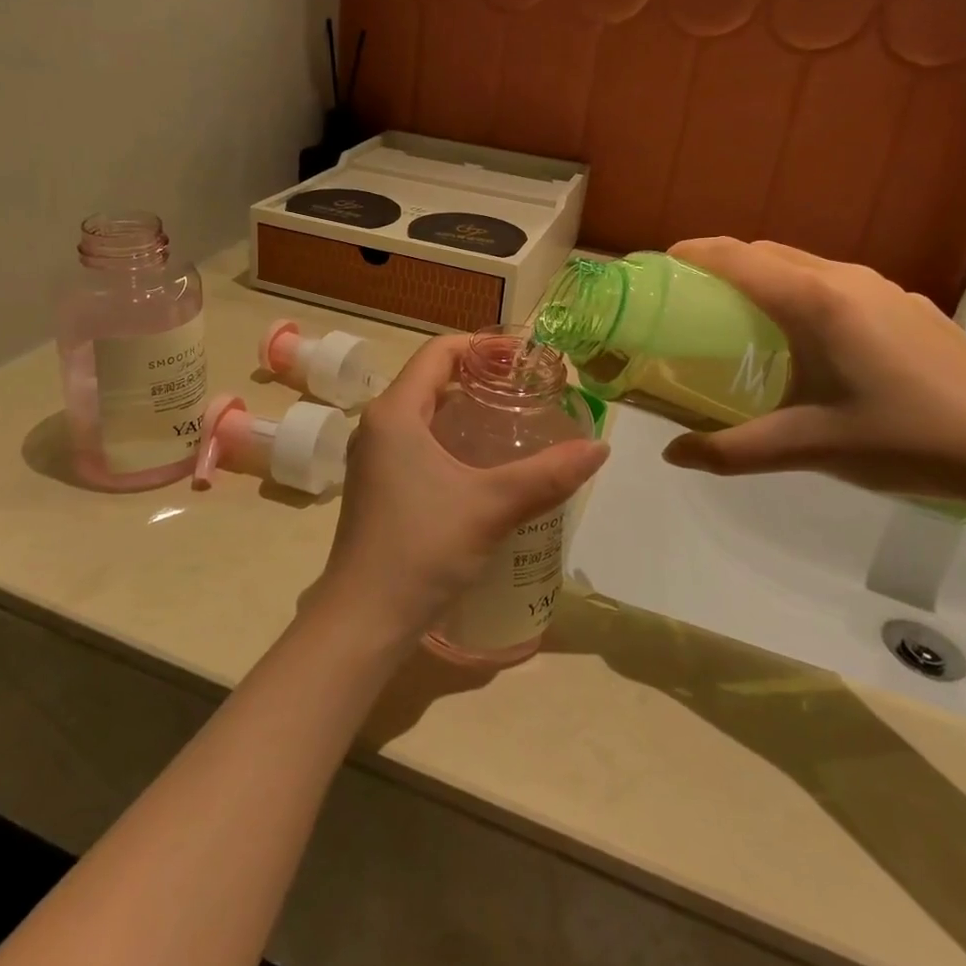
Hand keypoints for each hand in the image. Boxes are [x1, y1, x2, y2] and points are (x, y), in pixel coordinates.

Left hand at [313, 335, 609, 647]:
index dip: (484, 346)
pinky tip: (485, 466)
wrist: (364, 619)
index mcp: (395, 412)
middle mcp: (378, 425)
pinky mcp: (377, 486)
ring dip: (467, 411)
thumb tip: (601, 447)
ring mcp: (374, 458)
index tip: (526, 359)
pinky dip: (452, 440)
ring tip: (515, 423)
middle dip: (481, 378)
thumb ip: (548, 475)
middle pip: (432, 379)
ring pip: (425, 414)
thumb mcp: (491, 505)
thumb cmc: (421, 548)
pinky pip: (418, 443)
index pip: (439, 352)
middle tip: (529, 390)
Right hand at [661, 238, 965, 502]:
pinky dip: (801, 291)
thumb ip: (732, 451)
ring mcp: (882, 287)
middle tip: (689, 300)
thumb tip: (672, 455)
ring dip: (763, 276)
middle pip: (765, 252)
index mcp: (813, 301)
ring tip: (742, 318)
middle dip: (720, 264)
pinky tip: (810, 340)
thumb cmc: (902, 439)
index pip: (735, 257)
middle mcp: (844, 278)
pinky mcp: (906, 304)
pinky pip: (836, 282)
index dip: (691, 254)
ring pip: (803, 264)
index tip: (659, 267)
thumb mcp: (808, 446)